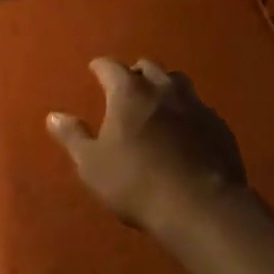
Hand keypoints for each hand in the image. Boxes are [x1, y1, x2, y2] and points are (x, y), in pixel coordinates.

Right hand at [46, 58, 247, 234]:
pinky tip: (185, 129)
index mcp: (129, 92)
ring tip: (157, 101)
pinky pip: (199, 107)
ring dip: (164, 86)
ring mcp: (196, 105)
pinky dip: (187, 111)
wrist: (201, 207)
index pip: (110, 66)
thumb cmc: (137, 183)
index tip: (94, 70)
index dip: (100, 67)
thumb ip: (72, 137)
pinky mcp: (219, 125)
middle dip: (134, 73)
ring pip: (178, 82)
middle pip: (147, 67)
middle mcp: (163, 89)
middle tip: (126, 86)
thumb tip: (54, 116)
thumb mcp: (92, 165)